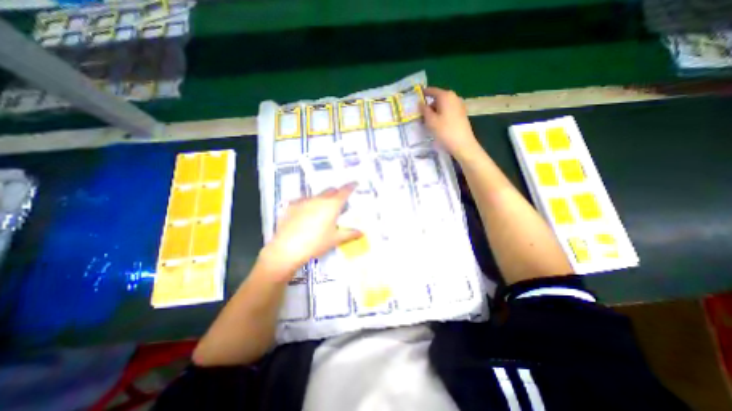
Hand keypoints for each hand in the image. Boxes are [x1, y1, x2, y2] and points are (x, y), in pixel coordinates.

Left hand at [257, 185, 362, 280]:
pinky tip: (305, 214)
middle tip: (339, 202)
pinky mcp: (291, 206)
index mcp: (332, 205)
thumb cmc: (316, 243)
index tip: (355, 183)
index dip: (351, 186)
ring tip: (321, 211)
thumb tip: (361, 233)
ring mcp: (303, 201)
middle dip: (337, 193)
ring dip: (322, 199)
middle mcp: (318, 199)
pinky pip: (303, 200)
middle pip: (331, 190)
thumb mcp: (335, 239)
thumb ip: (350, 234)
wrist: (287, 249)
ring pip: (317, 195)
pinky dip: (308, 204)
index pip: (345, 191)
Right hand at [420, 87, 483, 161]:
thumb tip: (420, 103)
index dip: (424, 93)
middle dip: (429, 106)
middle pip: (438, 99)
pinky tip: (437, 125)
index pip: (432, 91)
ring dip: (435, 112)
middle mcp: (454, 98)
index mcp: (446, 96)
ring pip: (443, 106)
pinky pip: (448, 111)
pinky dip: (441, 115)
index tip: (417, 95)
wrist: (462, 144)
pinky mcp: (461, 115)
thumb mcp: (430, 121)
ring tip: (427, 122)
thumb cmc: (444, 131)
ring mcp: (459, 106)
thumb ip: (424, 110)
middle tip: (420, 115)